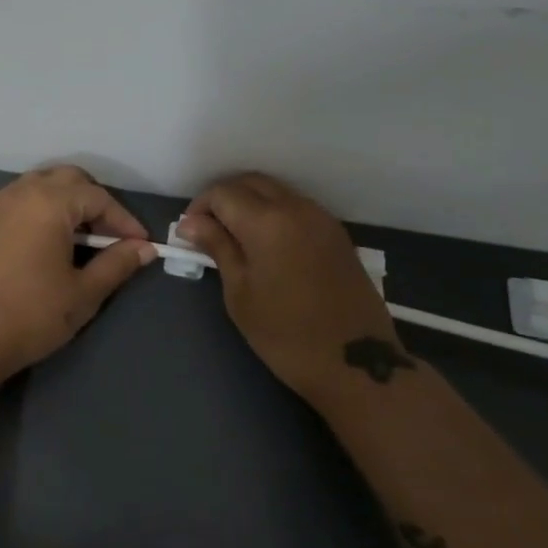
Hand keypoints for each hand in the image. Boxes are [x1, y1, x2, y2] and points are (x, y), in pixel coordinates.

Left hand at [0, 166, 157, 378]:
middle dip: (95, 202)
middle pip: (69, 179)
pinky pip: (17, 198)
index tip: (141, 244)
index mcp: (50, 202)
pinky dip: (36, 205)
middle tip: (112, 236)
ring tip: (82, 233)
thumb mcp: (84, 291)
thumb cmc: (34, 312)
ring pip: (41, 183)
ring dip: (66, 200)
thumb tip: (144, 248)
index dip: (123, 220)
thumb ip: (117, 263)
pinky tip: (43, 231)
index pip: (98, 197)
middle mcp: (23, 191)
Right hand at [176, 173, 396, 401]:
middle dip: (224, 197)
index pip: (222, 193)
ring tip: (235, 236)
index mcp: (267, 221)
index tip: (190, 234)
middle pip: (250, 182)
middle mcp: (296, 208)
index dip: (200, 207)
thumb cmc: (286, 334)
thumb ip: (218, 247)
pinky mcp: (337, 233)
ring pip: (276, 191)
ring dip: (250, 202)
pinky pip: (297, 206)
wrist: (357, 365)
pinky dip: (274, 212)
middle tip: (208, 229)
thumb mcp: (240, 293)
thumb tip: (190, 222)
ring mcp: (321, 218)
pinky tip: (266, 243)